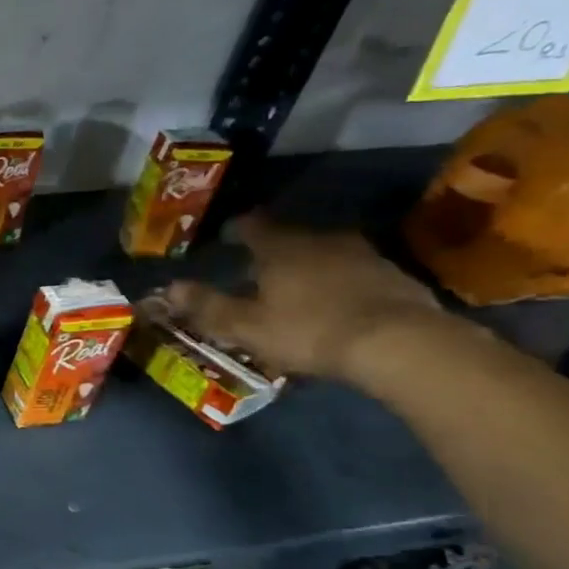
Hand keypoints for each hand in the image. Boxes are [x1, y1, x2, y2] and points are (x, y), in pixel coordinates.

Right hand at [164, 216, 443, 383]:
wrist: (399, 343)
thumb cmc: (308, 330)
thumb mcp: (245, 325)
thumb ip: (207, 305)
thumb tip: (169, 287)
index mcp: (281, 248)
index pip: (253, 226)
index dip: (238, 229)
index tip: (229, 236)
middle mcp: (321, 241)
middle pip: (291, 237)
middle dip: (274, 250)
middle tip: (259, 269)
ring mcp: (363, 256)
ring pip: (326, 253)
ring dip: (310, 265)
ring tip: (297, 287)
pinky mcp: (394, 277)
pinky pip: (355, 273)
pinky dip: (340, 282)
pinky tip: (336, 303)